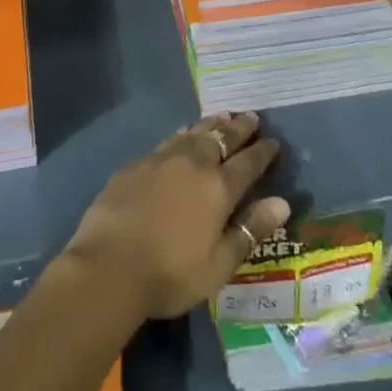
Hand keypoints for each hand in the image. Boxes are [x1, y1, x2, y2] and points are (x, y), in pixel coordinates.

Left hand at [62, 113, 290, 319]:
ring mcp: (161, 160)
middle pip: (221, 138)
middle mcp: (192, 164)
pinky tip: (183, 134)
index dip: (262, 152)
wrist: (109, 265)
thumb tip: (282, 202)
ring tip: (222, 116)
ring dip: (211, 124)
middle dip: (239, 128)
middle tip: (251, 117)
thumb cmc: (171, 274)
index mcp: (218, 188)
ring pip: (193, 133)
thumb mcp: (219, 264)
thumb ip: (250, 231)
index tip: (273, 142)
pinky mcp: (136, 164)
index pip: (247, 163)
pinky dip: (184, 134)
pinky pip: (169, 141)